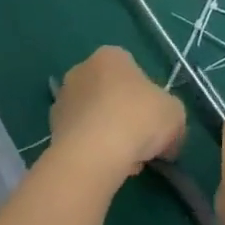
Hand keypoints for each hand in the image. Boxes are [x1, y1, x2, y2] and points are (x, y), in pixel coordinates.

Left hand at [49, 47, 186, 185]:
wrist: (93, 155)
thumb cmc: (138, 119)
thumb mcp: (175, 114)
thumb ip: (173, 120)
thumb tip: (168, 142)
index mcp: (111, 56)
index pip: (133, 71)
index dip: (148, 97)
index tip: (154, 120)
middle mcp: (81, 71)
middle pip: (111, 94)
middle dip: (126, 116)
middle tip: (141, 141)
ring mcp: (62, 101)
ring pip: (96, 118)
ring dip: (109, 136)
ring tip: (125, 162)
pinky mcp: (50, 131)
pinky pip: (80, 139)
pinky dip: (93, 151)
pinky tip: (106, 168)